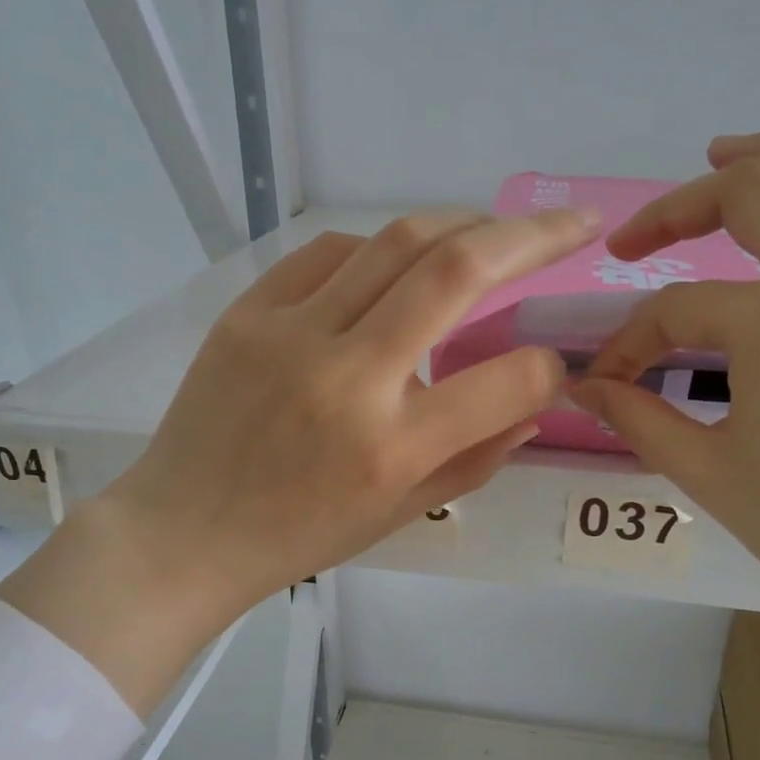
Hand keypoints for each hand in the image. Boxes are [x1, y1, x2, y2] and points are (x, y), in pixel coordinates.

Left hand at [0, 206, 599, 711]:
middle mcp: (348, 379)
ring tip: (492, 232)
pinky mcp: (247, 312)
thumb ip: (478, 457)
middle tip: (574, 222)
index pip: (506, 381)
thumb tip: (535, 398)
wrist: (185, 531)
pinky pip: (330, 252)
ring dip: (461, 224)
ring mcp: (290, 334)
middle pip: (455, 270)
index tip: (553, 361)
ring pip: (396, 241)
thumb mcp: (401, 513)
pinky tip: (397, 263)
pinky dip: (380, 248)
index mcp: (391, 449)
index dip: (548, 365)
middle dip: (532, 235)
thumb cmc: (300, 536)